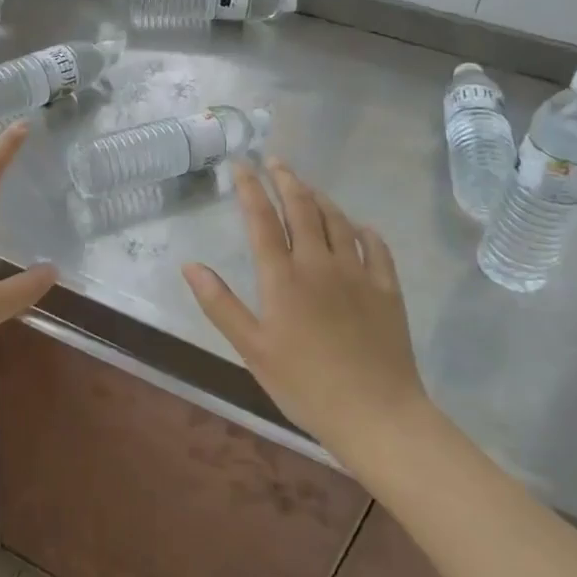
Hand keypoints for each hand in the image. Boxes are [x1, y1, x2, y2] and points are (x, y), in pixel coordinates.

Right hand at [181, 158, 434, 476]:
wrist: (377, 415)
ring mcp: (357, 273)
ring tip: (307, 186)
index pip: (261, 219)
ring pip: (337, 220)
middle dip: (285, 179)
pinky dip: (363, 229)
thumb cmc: (305, 385)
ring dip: (319, 197)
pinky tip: (358, 227)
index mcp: (282, 277)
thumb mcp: (252, 349)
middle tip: (275, 161)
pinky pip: (376, 247)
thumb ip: (219, 304)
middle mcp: (319, 263)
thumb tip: (190, 265)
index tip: (241, 164)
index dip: (250, 188)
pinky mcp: (387, 289)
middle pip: (301, 208)